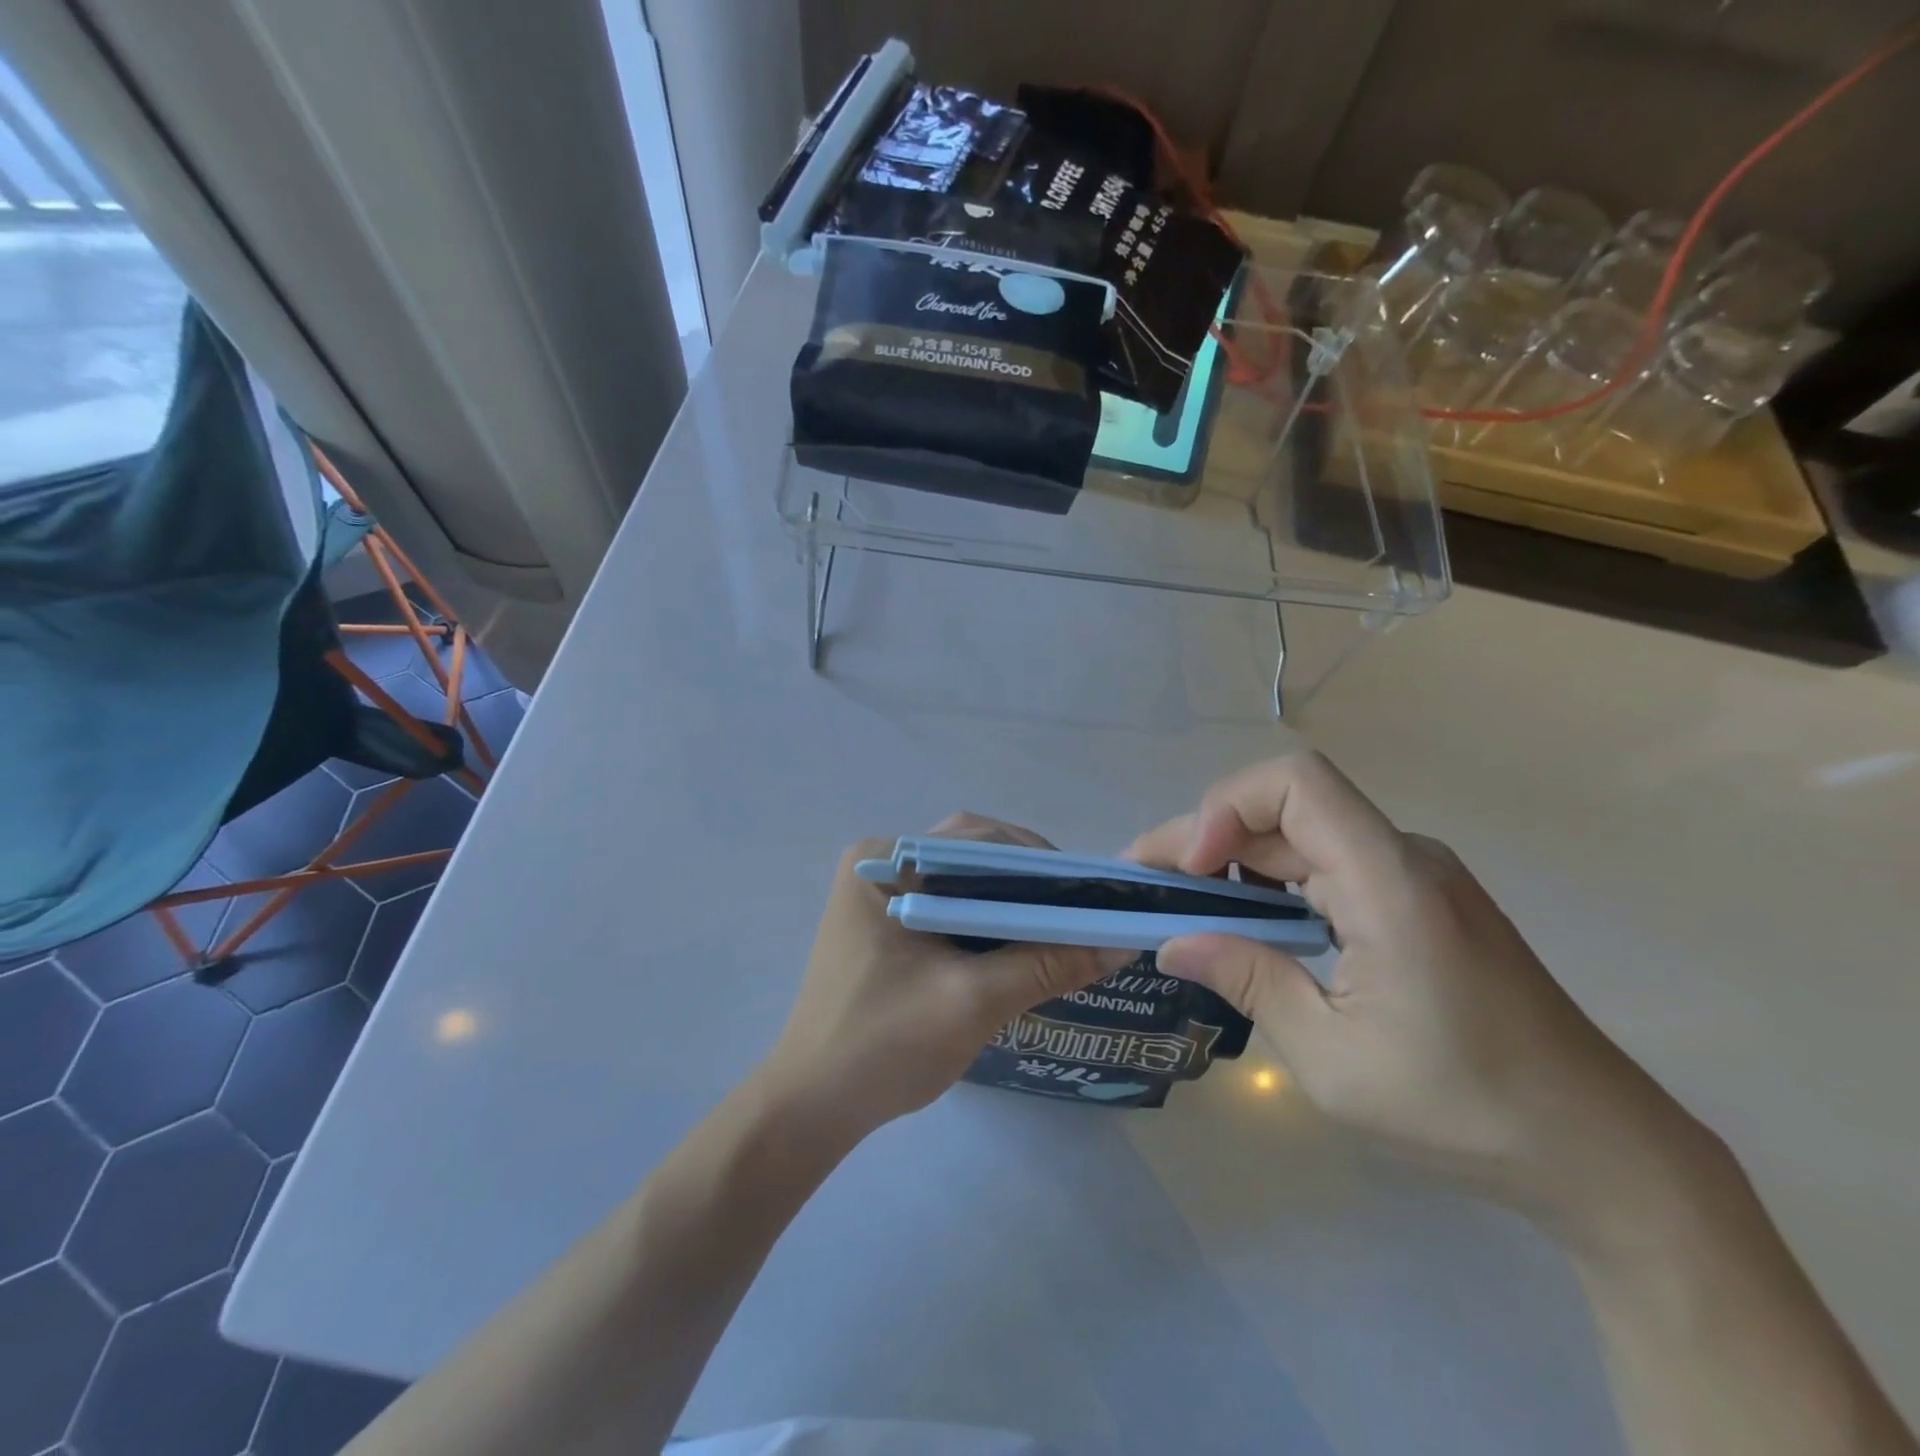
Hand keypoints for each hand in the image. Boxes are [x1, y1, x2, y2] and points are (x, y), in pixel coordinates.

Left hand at [759, 815, 1106, 1143]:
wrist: (813, 1106)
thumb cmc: (884, 1045)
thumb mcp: (974, 1001)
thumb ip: (1047, 965)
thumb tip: (1122, 942)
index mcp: (883, 860)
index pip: (977, 841)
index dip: (1042, 864)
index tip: (1092, 893)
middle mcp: (879, 862)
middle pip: (972, 856)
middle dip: (1030, 881)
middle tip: (1081, 912)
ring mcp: (881, 893)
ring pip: (965, 882)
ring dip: (1012, 902)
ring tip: (1063, 928)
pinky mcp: (887, 925)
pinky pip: (950, 907)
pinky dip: (989, 921)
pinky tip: (1023, 945)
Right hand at [1132, 752, 1719, 1243]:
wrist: (1600, 1150)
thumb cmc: (1465, 1108)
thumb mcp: (1333, 1059)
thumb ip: (1249, 982)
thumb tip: (1172, 944)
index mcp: (1390, 883)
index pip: (1295, 783)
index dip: (1225, 807)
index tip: (1188, 871)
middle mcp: (1403, 858)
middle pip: (1284, 809)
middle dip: (1205, 839)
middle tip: (1145, 888)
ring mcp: (1414, 877)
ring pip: (1301, 836)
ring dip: (1234, 862)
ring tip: (1181, 906)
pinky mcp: (1418, 902)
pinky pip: (1328, 866)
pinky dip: (1273, 884)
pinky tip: (1247, 925)